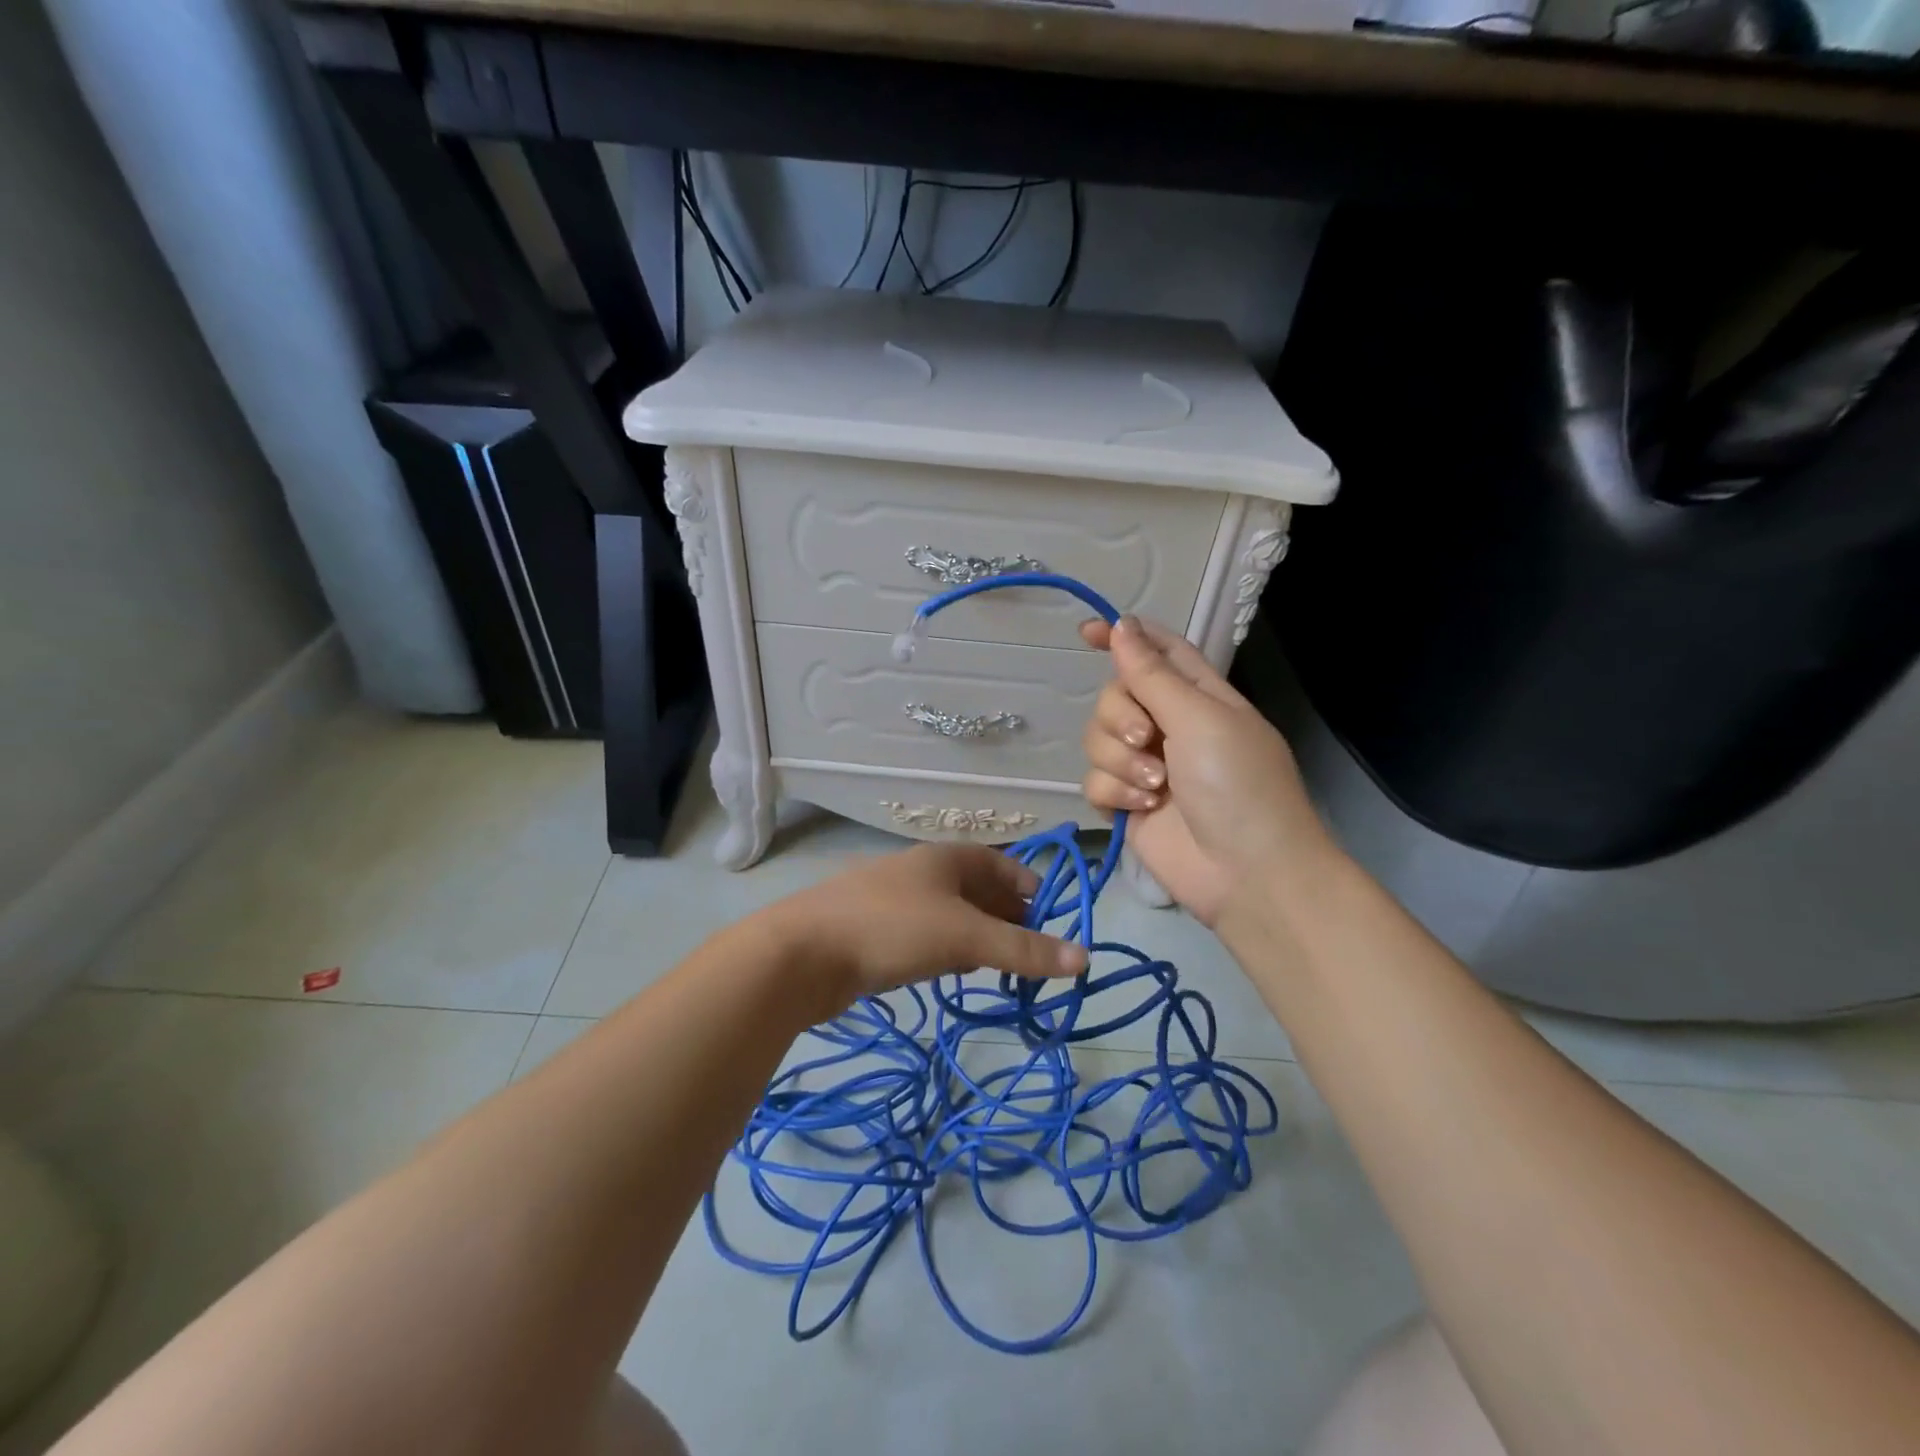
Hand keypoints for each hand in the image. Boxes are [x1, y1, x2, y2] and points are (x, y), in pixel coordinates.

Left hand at [761, 844, 1088, 1012]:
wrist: (803, 953)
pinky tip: (952, 972)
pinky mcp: (876, 932)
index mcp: (946, 858)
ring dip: (978, 937)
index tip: (1052, 922)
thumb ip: (1023, 949)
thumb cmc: (892, 929)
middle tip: (1032, 954)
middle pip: (978, 889)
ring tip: (999, 967)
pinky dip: (948, 950)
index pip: (1002, 865)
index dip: (1030, 889)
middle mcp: (923, 872)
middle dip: (1008, 917)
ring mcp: (897, 901)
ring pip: (952, 915)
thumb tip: (1085, 958)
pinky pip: (926, 935)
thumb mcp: (964, 937)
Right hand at [1079, 615, 1332, 925]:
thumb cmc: (1237, 785)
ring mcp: (1145, 766)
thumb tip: (1121, 625)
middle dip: (1120, 716)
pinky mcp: (1126, 803)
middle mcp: (1169, 725)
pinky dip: (1115, 793)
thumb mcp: (1199, 718)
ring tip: (1155, 787)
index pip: (1156, 651)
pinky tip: (1143, 809)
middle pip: (1114, 695)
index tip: (1085, 633)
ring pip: (1097, 739)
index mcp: (1197, 695)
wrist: (1245, 873)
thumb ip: (1152, 674)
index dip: (1123, 637)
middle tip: (1146, 739)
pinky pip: (1094, 780)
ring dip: (1121, 761)